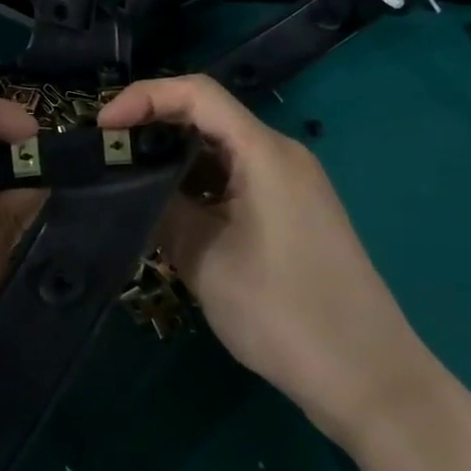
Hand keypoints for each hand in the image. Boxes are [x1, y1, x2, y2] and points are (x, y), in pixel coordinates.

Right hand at [98, 75, 433, 447]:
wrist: (368, 377)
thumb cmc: (284, 312)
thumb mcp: (206, 260)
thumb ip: (162, 211)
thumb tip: (129, 186)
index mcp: (264, 151)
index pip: (196, 94)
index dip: (144, 97)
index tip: (102, 127)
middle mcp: (280, 155)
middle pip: (207, 117)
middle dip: (153, 130)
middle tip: (107, 157)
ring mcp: (290, 184)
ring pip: (220, 152)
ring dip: (174, 162)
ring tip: (128, 186)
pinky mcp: (292, 212)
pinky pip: (236, 180)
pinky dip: (198, 187)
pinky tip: (170, 213)